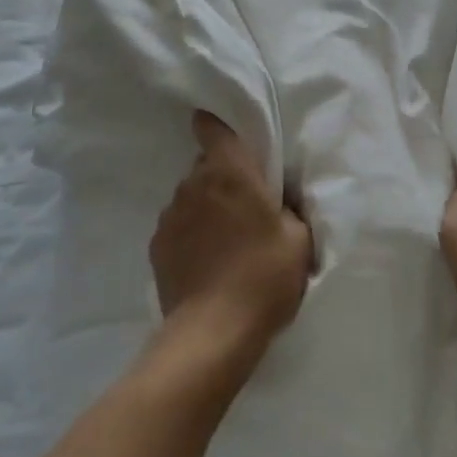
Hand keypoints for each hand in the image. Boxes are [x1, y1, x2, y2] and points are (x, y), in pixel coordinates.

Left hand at [152, 112, 313, 358]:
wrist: (213, 333)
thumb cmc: (264, 276)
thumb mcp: (299, 239)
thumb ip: (288, 208)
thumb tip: (276, 201)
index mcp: (230, 172)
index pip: (212, 127)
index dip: (217, 124)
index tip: (228, 135)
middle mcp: (194, 184)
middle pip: (206, 165)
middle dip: (224, 177)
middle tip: (247, 206)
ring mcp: (170, 215)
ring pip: (191, 196)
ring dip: (206, 207)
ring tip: (226, 241)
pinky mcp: (157, 245)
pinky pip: (178, 225)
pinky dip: (191, 234)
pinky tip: (207, 262)